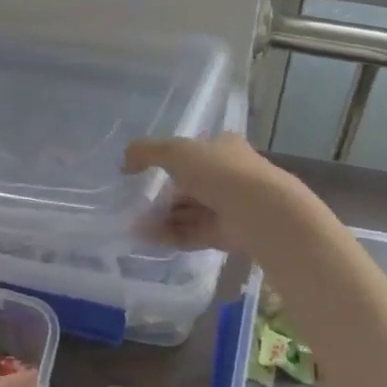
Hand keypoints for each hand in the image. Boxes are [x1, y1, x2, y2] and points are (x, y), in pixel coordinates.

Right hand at [125, 132, 316, 258]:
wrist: (262, 213)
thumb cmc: (220, 172)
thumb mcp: (177, 152)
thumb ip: (147, 152)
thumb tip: (124, 160)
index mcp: (223, 147)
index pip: (193, 152)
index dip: (168, 161)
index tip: (142, 173)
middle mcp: (228, 174)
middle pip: (189, 185)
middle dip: (162, 195)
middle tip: (134, 205)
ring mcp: (230, 206)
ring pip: (190, 211)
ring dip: (162, 217)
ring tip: (135, 225)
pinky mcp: (229, 234)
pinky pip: (194, 233)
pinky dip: (171, 235)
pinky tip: (148, 238)